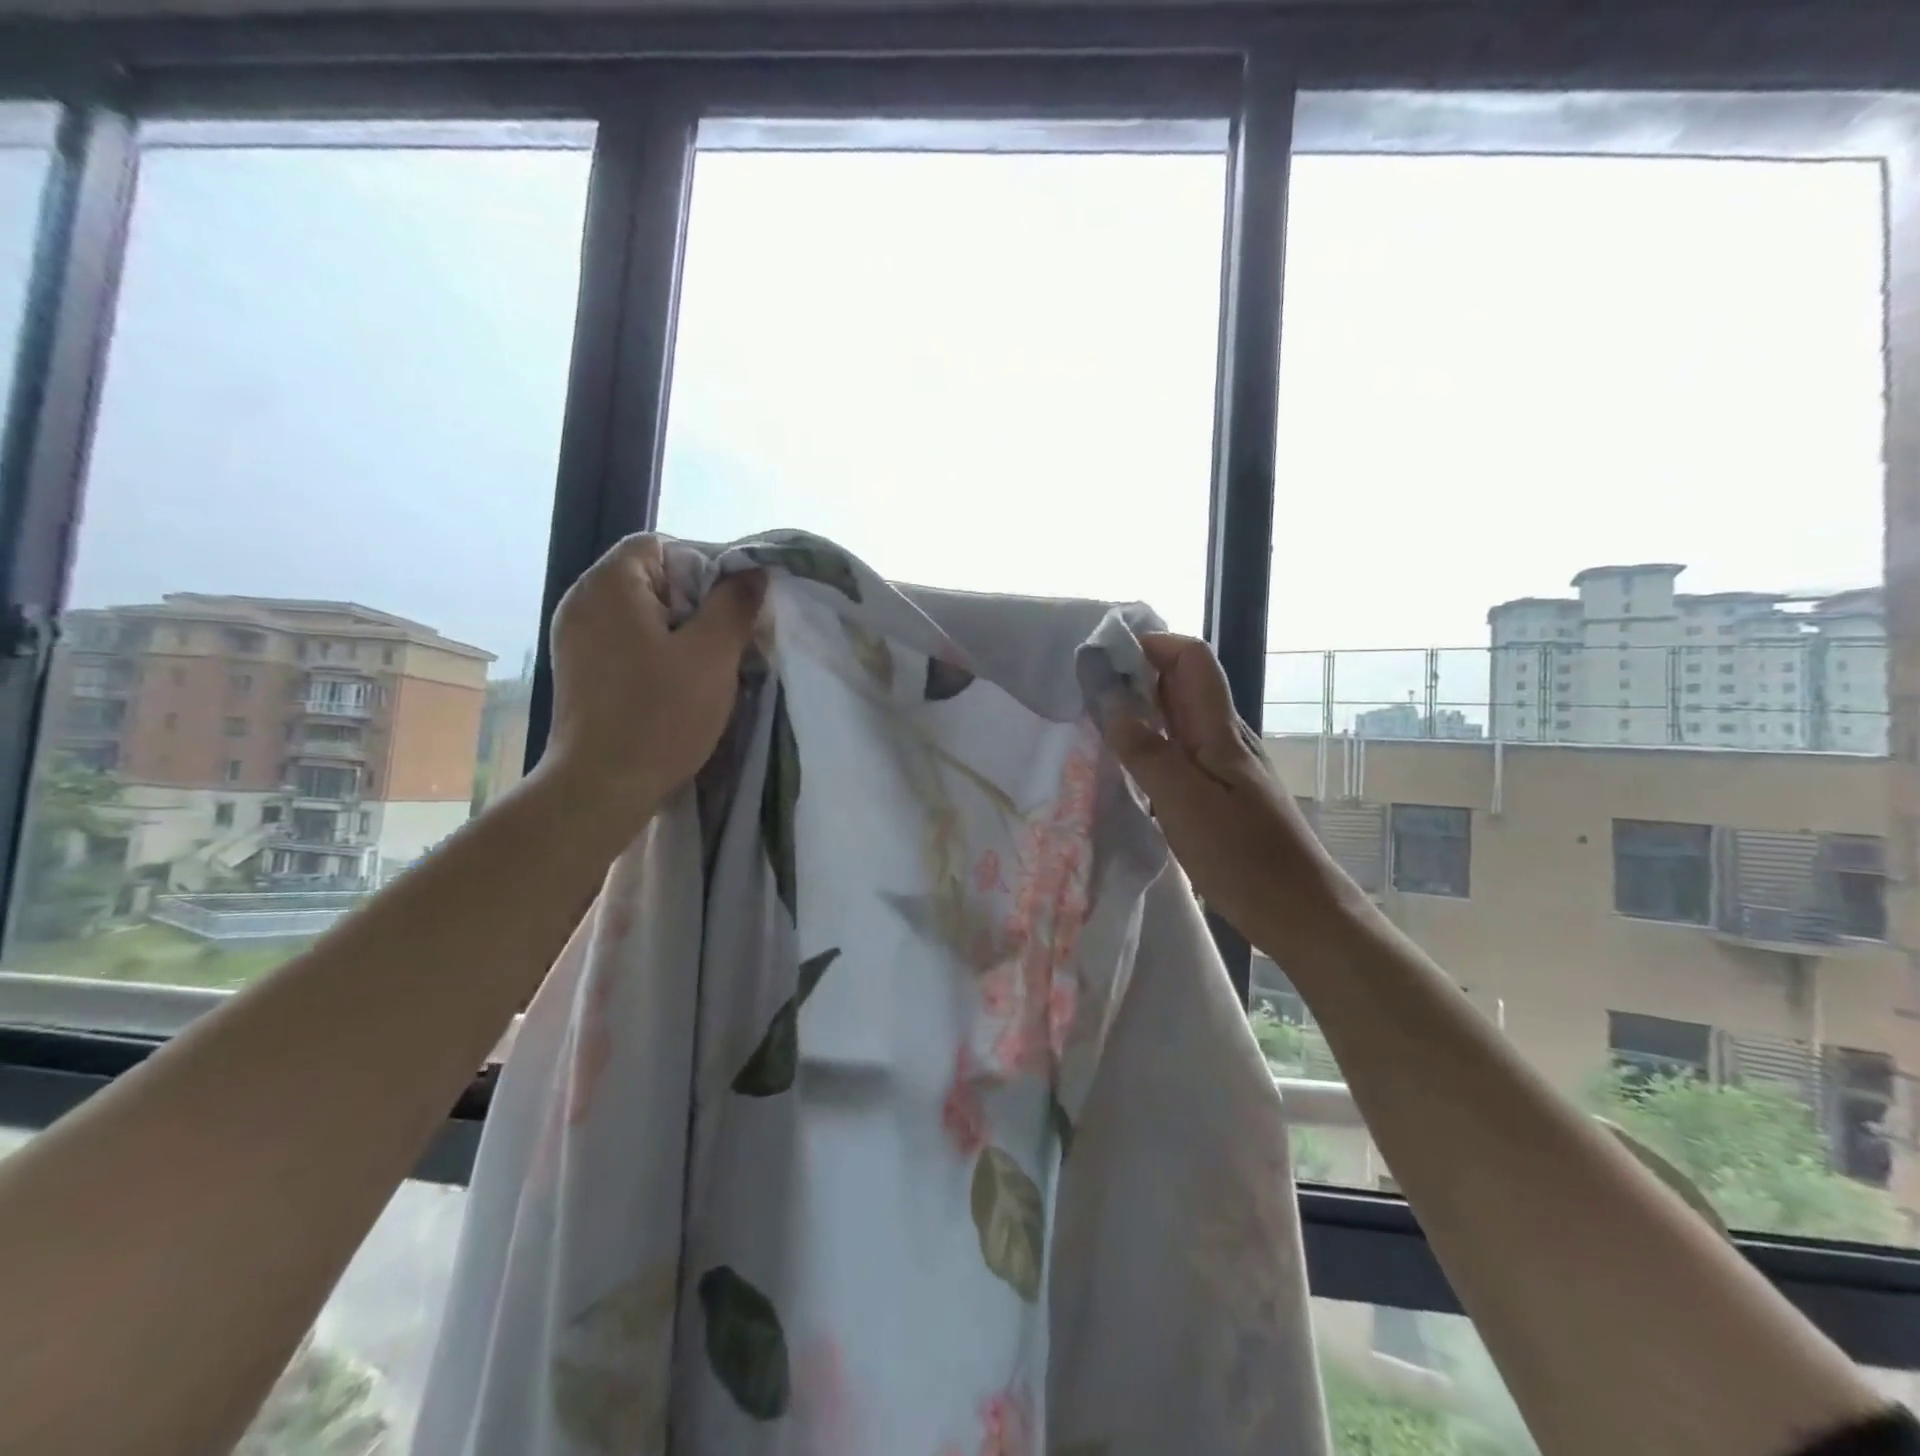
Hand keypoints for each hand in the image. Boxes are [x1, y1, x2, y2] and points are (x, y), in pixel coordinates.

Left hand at [539, 534, 764, 826]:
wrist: (602, 787)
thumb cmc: (660, 715)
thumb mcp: (712, 655)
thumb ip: (735, 604)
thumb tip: (753, 571)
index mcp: (610, 585)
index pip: (660, 545)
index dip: (703, 565)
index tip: (732, 605)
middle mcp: (583, 601)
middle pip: (650, 578)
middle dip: (695, 602)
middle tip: (727, 638)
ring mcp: (576, 638)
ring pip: (641, 613)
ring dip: (679, 631)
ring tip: (707, 665)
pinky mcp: (579, 670)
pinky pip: (626, 641)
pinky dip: (655, 652)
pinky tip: (676, 684)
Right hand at [1102, 633, 1351, 947]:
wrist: (1300, 913)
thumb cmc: (1244, 859)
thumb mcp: (1186, 804)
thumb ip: (1147, 751)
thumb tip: (1110, 699)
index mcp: (1220, 731)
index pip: (1192, 658)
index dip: (1151, 645)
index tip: (1102, 658)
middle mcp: (1225, 738)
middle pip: (1183, 683)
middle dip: (1136, 675)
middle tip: (1085, 693)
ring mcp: (1225, 766)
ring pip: (1179, 718)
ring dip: (1140, 710)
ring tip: (1095, 724)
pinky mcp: (1220, 793)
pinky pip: (1180, 751)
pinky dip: (1150, 745)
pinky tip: (1127, 768)